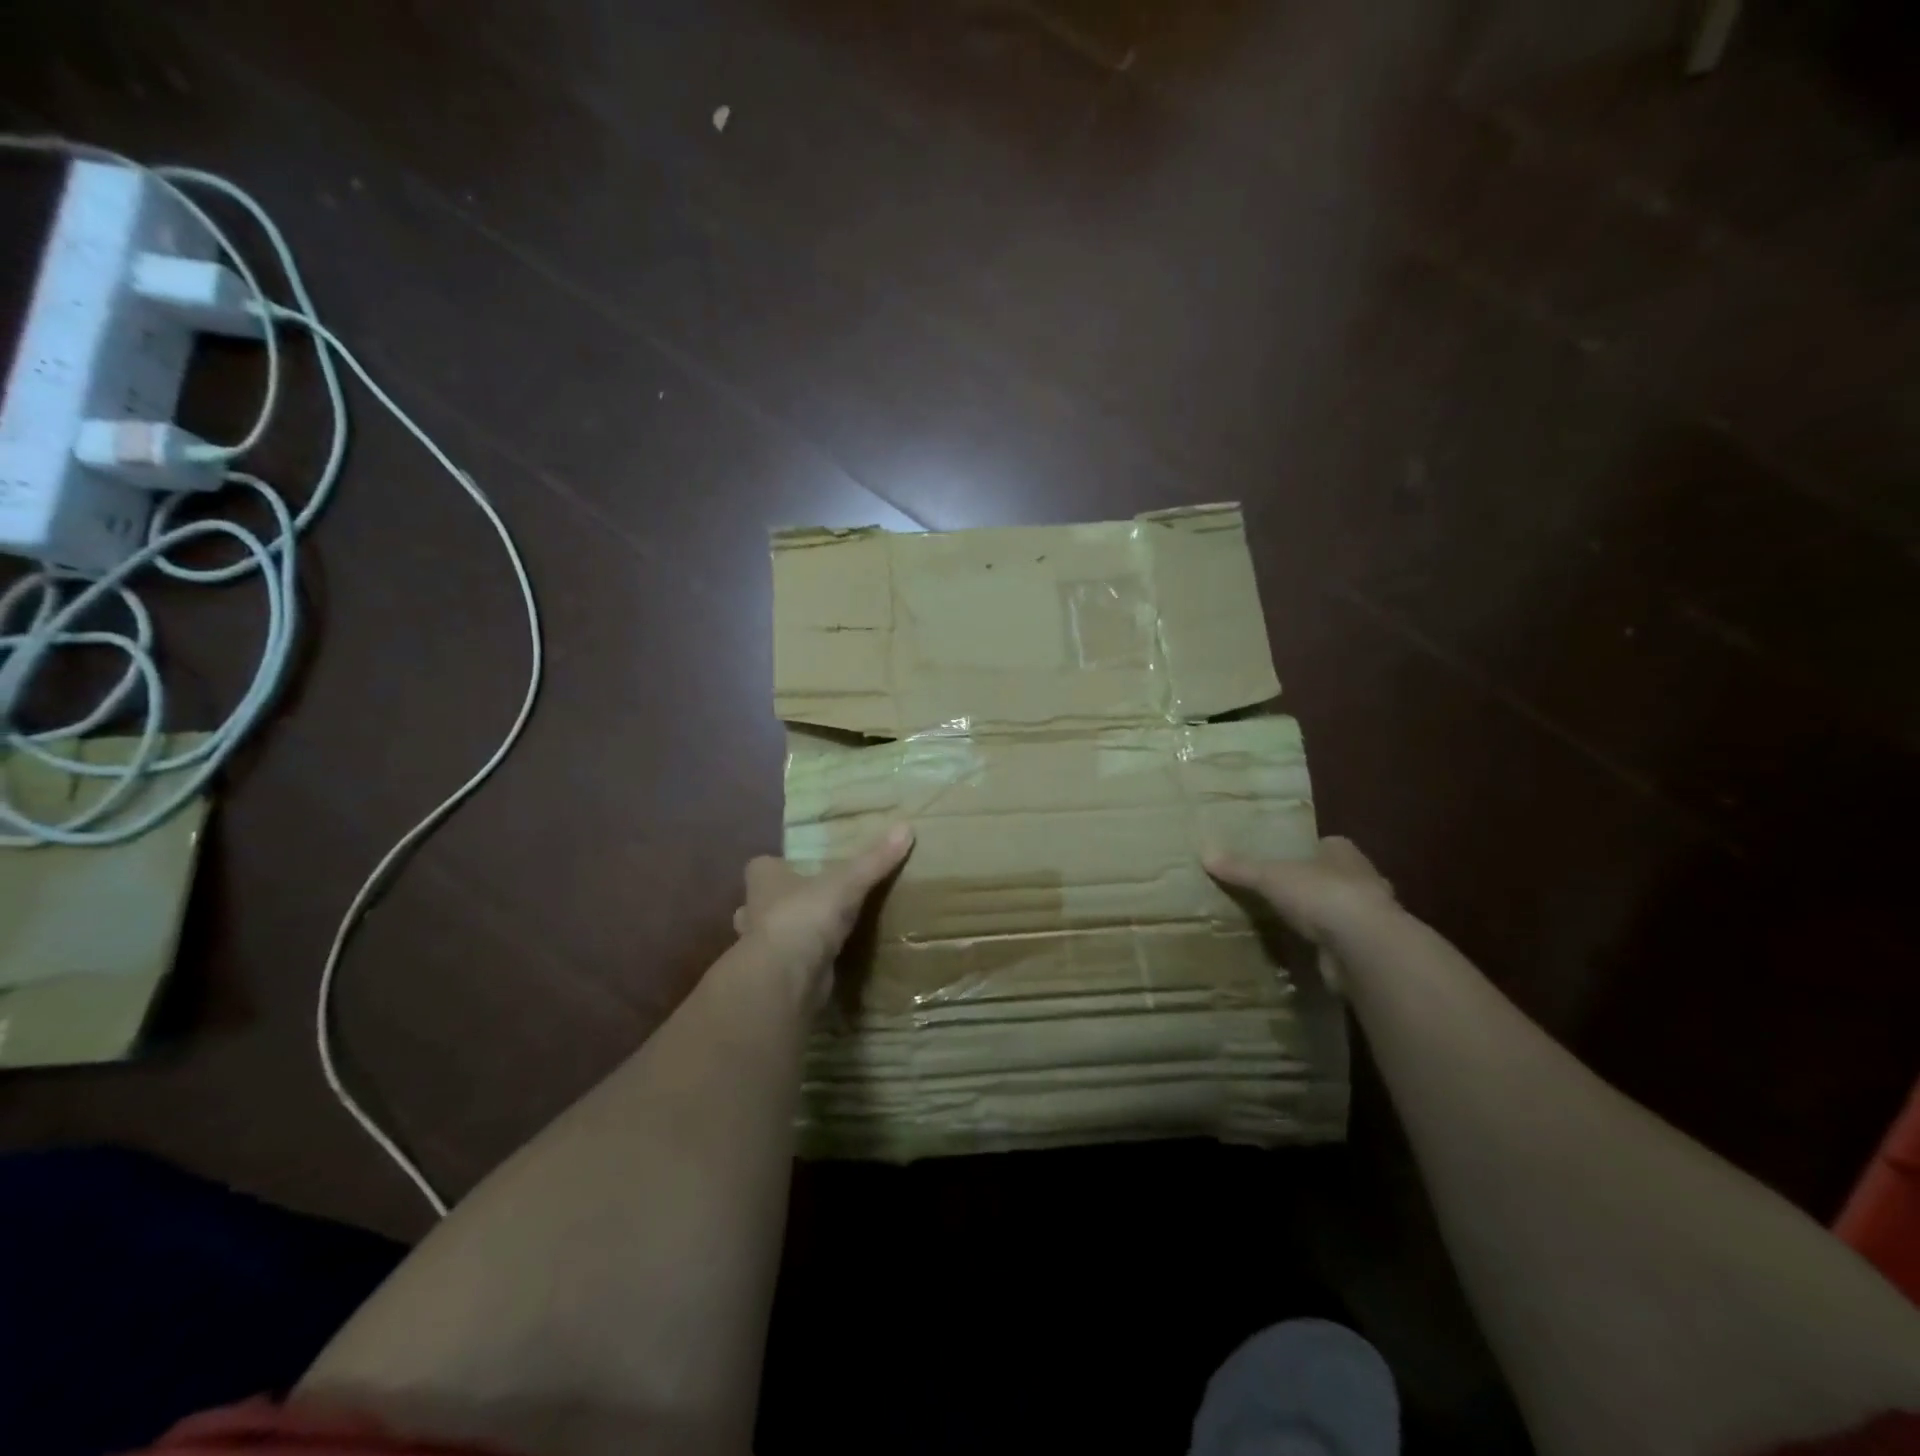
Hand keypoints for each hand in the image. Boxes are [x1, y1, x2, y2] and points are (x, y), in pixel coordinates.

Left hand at [732, 825, 913, 1003]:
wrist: (785, 978)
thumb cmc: (804, 916)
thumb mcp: (847, 882)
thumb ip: (874, 859)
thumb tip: (906, 826)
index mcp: (764, 881)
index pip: (761, 866)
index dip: (777, 865)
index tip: (799, 865)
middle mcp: (754, 912)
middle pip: (762, 902)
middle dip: (781, 902)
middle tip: (814, 899)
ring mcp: (762, 948)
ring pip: (772, 935)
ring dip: (790, 935)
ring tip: (821, 932)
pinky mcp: (776, 977)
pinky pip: (790, 964)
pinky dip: (803, 963)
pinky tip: (826, 962)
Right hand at [1204, 836, 1395, 979]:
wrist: (1364, 948)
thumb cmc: (1322, 896)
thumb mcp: (1271, 877)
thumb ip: (1241, 868)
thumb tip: (1205, 852)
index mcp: (1345, 855)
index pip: (1330, 846)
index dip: (1312, 850)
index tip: (1290, 858)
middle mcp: (1365, 882)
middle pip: (1338, 878)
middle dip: (1318, 884)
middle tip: (1286, 892)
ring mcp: (1370, 920)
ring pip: (1343, 912)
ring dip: (1325, 918)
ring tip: (1291, 924)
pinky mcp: (1367, 952)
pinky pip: (1341, 945)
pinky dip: (1326, 948)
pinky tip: (1304, 953)